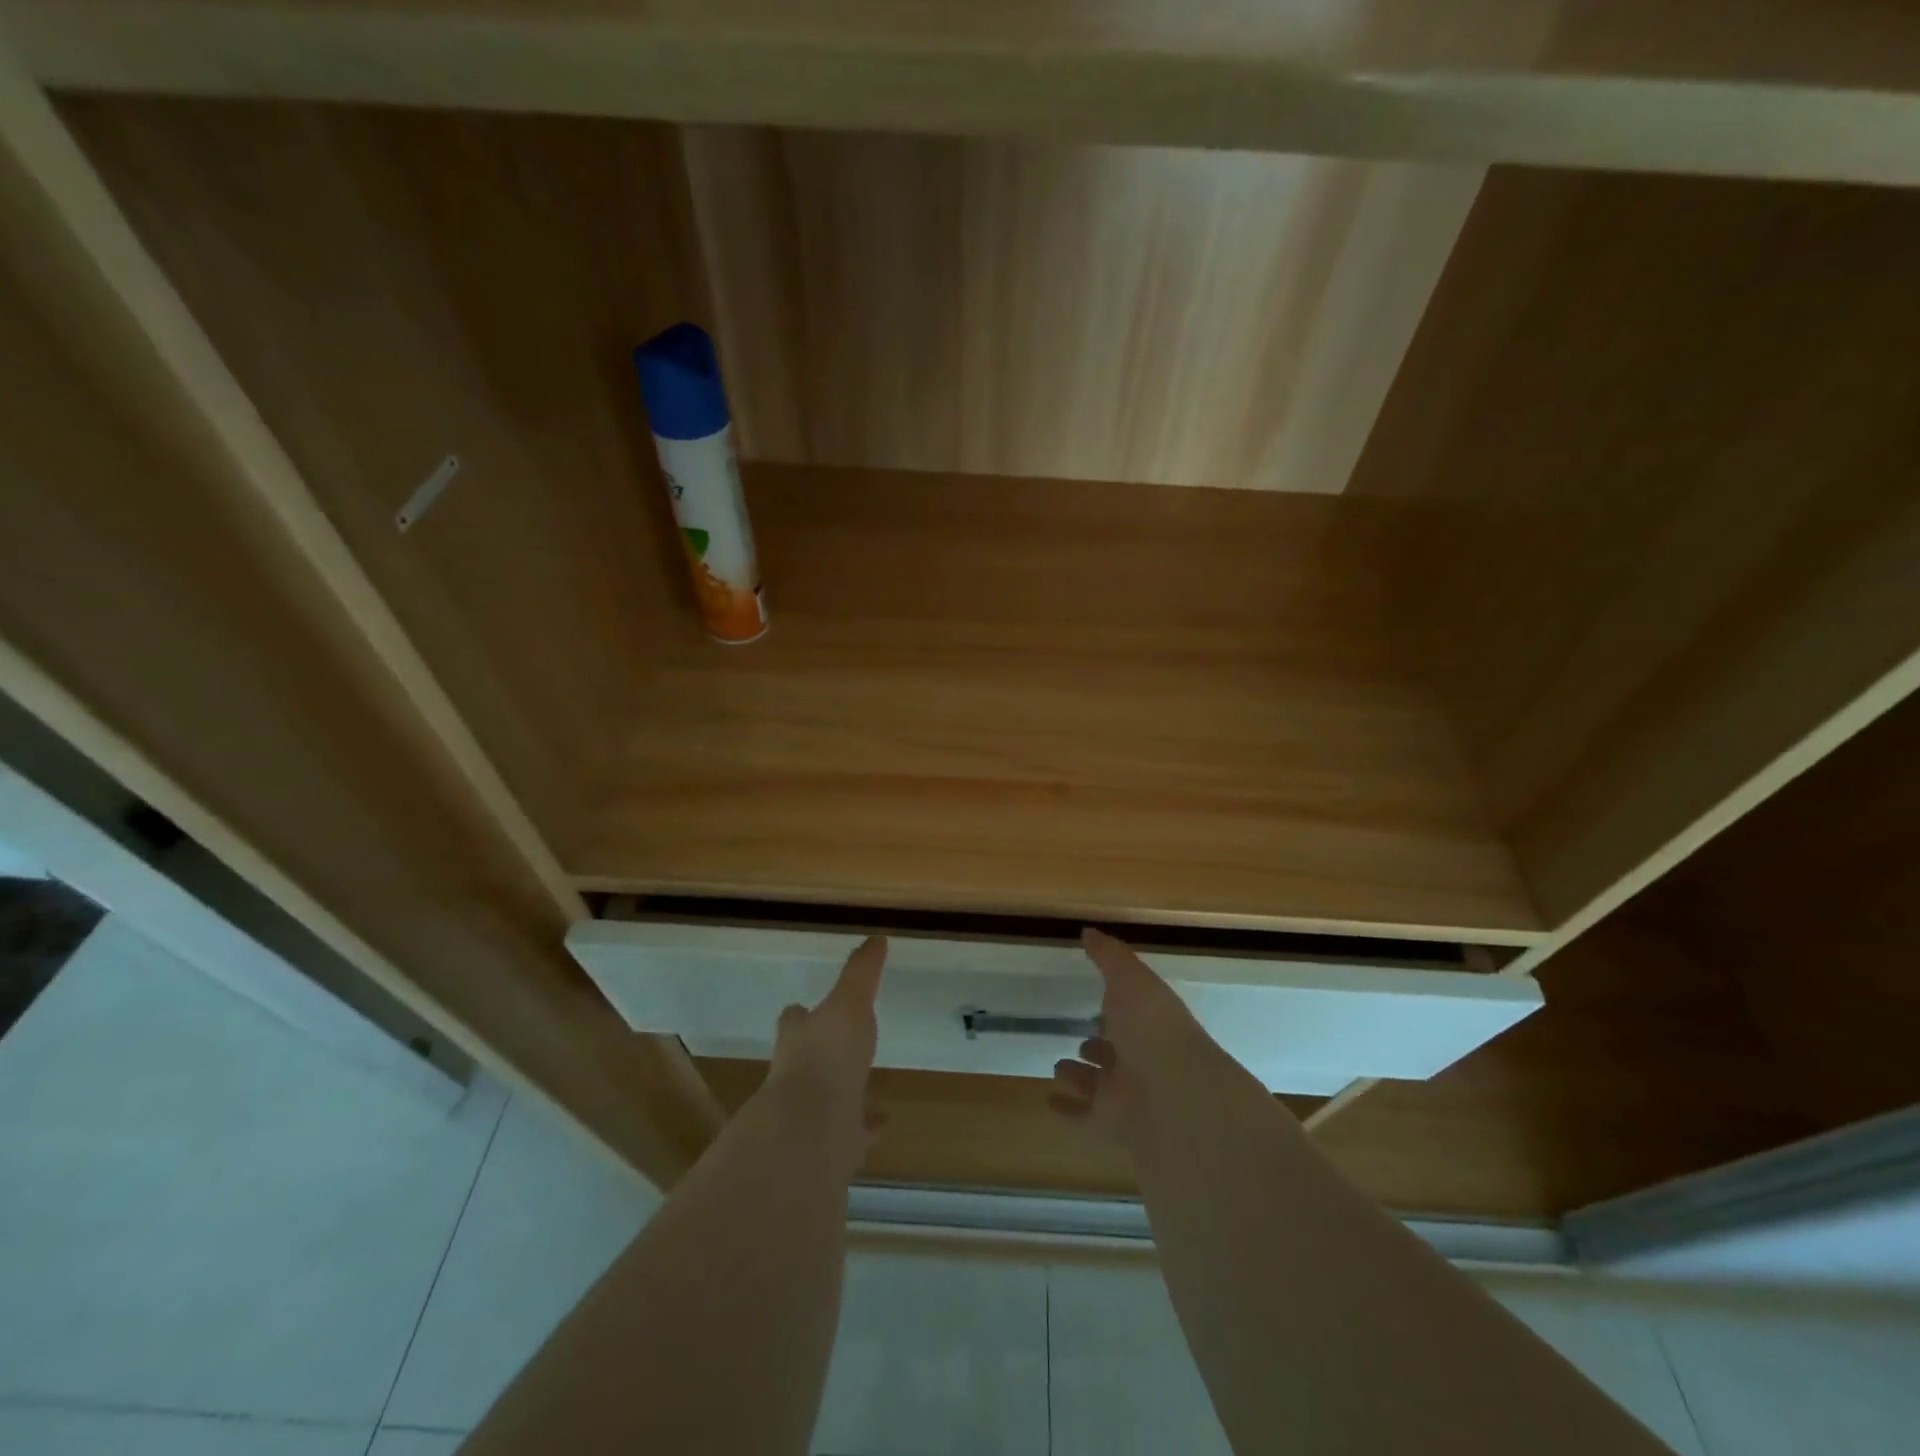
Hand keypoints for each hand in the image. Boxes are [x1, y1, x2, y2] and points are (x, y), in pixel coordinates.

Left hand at [765, 936, 887, 1153]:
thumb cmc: (827, 1056)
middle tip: (840, 1050)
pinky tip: (881, 1124)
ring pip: (828, 1100)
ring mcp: (812, 1115)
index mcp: (799, 1040)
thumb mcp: (849, 1003)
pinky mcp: (828, 1148)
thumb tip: (876, 938)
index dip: (801, 1015)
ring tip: (868, 1089)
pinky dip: (864, 1129)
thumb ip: (861, 972)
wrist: (810, 1130)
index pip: (796, 1021)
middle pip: (806, 1061)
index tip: (805, 1009)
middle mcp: (797, 1077)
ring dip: (843, 1094)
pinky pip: (849, 1135)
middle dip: (821, 1056)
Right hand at [1048, 928, 1213, 1141]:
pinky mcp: (1112, 1127)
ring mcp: (1128, 1097)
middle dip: (1098, 1046)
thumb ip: (1109, 956)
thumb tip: (1089, 932)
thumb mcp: (1131, 978)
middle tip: (1078, 1039)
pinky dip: (1068, 1111)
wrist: (1174, 1095)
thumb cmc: (1153, 1027)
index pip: (1131, 1016)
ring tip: (1058, 1067)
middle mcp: (1143, 1060)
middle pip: (1117, 1053)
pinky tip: (1050, 1102)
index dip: (1116, 1008)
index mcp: (1151, 1025)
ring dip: (1081, 1077)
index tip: (1097, 1002)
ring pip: (1100, 1085)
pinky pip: (1085, 1118)